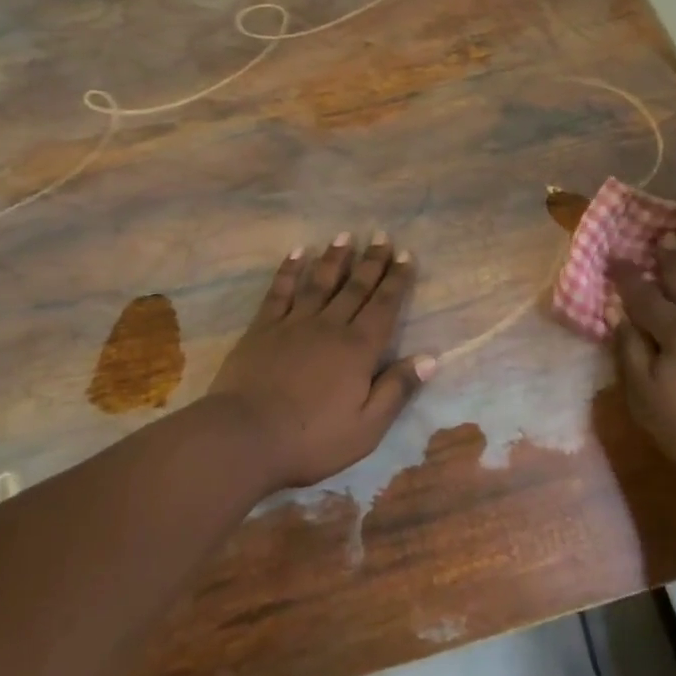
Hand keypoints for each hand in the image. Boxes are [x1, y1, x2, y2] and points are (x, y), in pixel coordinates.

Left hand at [206, 233, 432, 490]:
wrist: (245, 436)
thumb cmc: (311, 439)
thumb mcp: (366, 428)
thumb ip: (396, 390)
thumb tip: (430, 358)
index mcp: (358, 349)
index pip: (384, 306)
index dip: (396, 280)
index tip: (405, 254)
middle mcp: (329, 326)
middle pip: (355, 287)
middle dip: (371, 261)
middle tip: (381, 235)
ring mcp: (293, 323)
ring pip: (319, 282)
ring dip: (334, 258)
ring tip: (345, 235)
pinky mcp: (263, 328)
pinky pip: (280, 291)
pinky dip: (289, 270)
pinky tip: (297, 252)